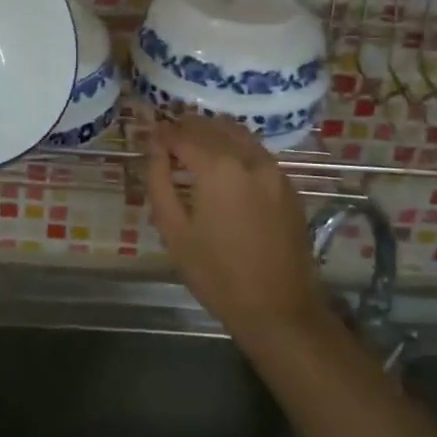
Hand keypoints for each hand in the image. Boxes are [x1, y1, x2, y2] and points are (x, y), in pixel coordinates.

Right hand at [145, 114, 323, 336]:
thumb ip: (159, 181)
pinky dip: (235, 146)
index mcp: (218, 168)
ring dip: (212, 132)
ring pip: (238, 134)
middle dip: (186, 128)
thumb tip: (154, 149)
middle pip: (211, 127)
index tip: (149, 136)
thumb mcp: (174, 231)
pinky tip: (223, 163)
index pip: (183, 135)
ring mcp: (273, 169)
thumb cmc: (217, 274)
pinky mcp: (288, 185)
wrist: (278, 309)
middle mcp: (248, 158)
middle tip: (167, 138)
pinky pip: (256, 151)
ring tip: (192, 145)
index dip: (162, 133)